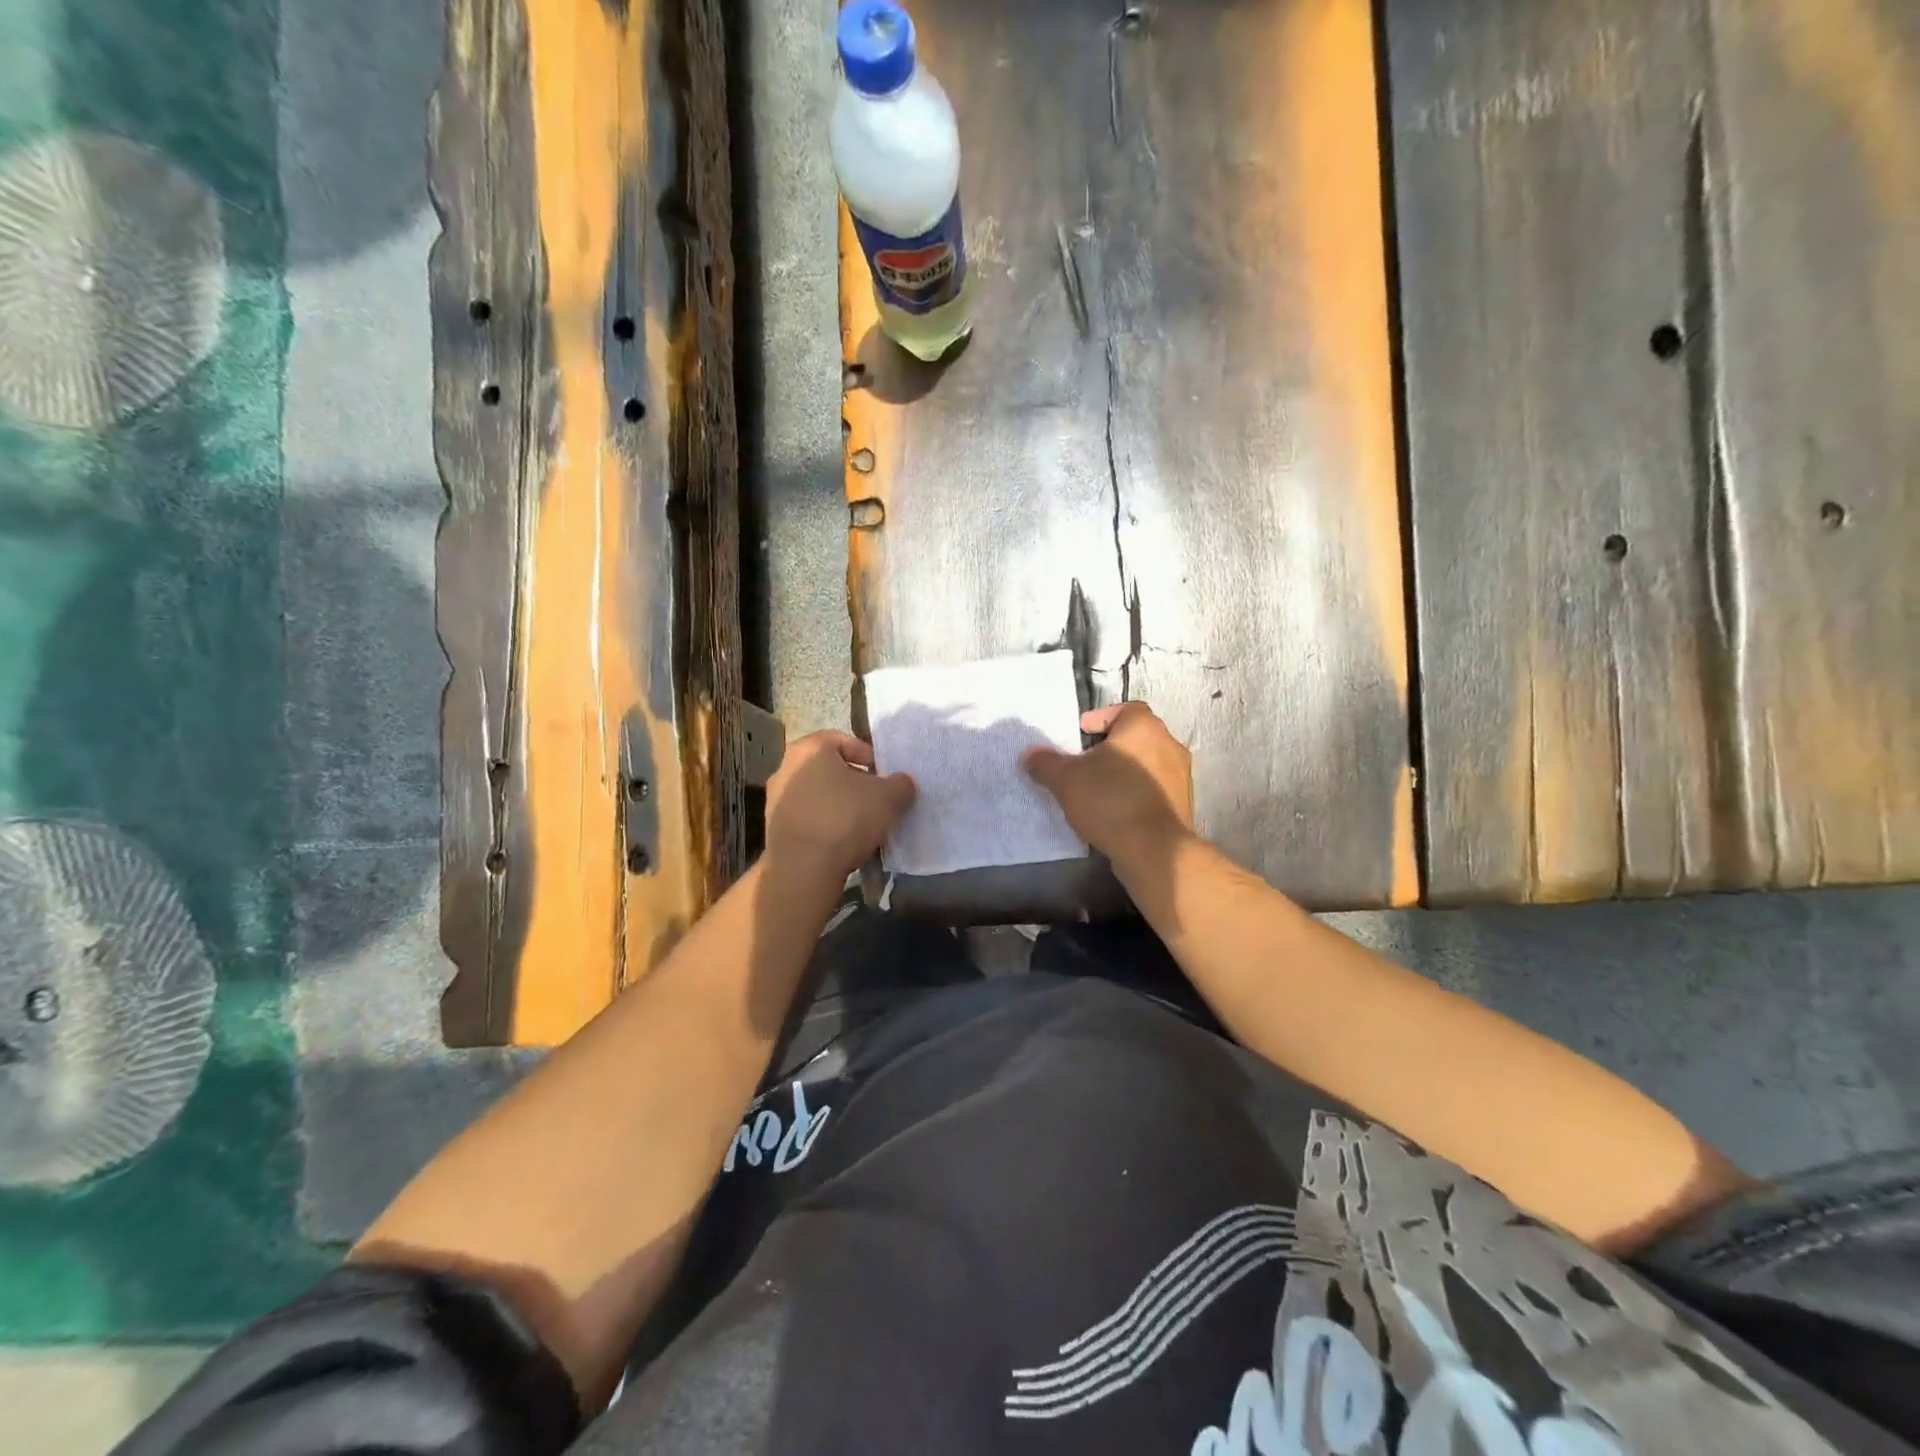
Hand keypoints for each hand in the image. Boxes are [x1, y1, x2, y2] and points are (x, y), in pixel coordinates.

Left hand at [764, 731, 916, 882]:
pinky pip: (807, 818)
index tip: (883, 774)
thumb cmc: (845, 818)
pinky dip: (824, 824)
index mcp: (809, 748)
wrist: (803, 868)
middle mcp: (785, 767)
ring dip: (838, 804)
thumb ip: (901, 784)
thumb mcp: (889, 797)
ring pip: (817, 794)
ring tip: (862, 823)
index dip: (868, 755)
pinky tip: (842, 842)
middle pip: (828, 768)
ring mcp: (775, 799)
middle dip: (853, 781)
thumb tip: (903, 783)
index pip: (842, 740)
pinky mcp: (773, 828)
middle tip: (876, 798)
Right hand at [1022, 702, 1192, 862]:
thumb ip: (1046, 763)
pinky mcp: (1183, 805)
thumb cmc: (1110, 800)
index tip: (1080, 734)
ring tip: (1098, 790)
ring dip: (1125, 772)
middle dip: (1110, 748)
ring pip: (1147, 765)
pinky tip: (1116, 812)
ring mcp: (1181, 777)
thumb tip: (1030, 755)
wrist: (1154, 849)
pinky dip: (1136, 794)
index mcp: (1144, 727)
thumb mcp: (1066, 779)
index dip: (1100, 718)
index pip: (1125, 709)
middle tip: (1085, 763)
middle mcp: (1169, 745)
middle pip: (1136, 737)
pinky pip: (1154, 790)